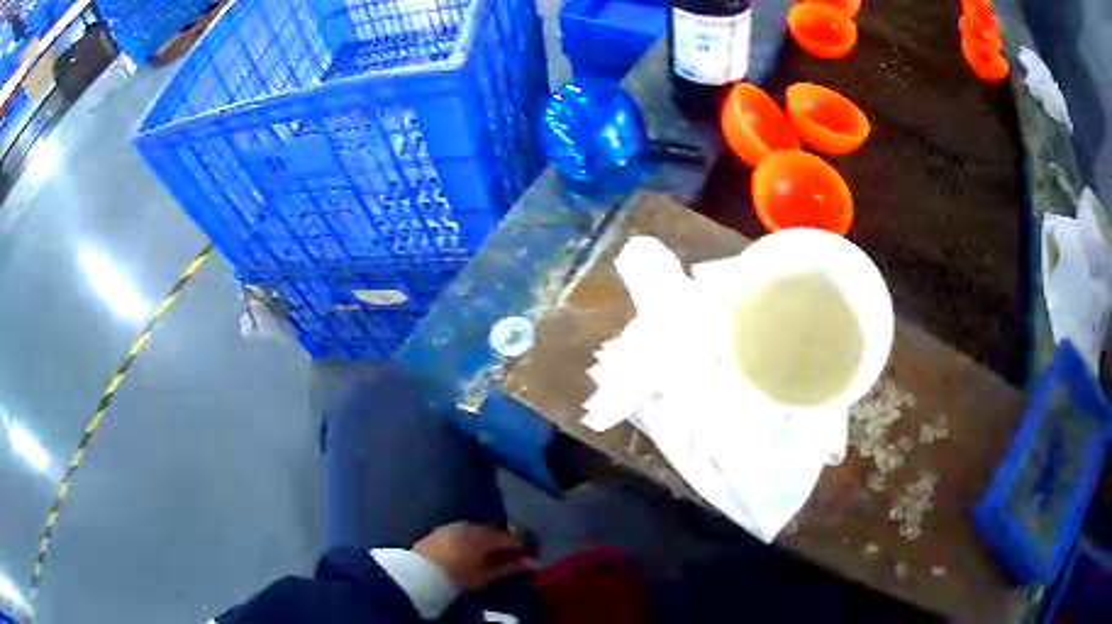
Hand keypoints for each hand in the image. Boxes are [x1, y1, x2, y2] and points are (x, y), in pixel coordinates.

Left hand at [412, 522, 536, 590]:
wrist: (418, 574)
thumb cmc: (457, 577)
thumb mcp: (486, 576)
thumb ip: (510, 567)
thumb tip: (532, 562)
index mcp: (484, 535)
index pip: (510, 536)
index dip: (521, 544)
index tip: (528, 553)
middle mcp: (469, 525)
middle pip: (492, 530)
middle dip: (502, 540)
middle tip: (510, 552)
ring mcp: (452, 526)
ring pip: (476, 529)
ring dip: (485, 538)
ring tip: (490, 551)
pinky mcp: (439, 530)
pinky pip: (462, 531)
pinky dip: (470, 538)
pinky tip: (471, 548)